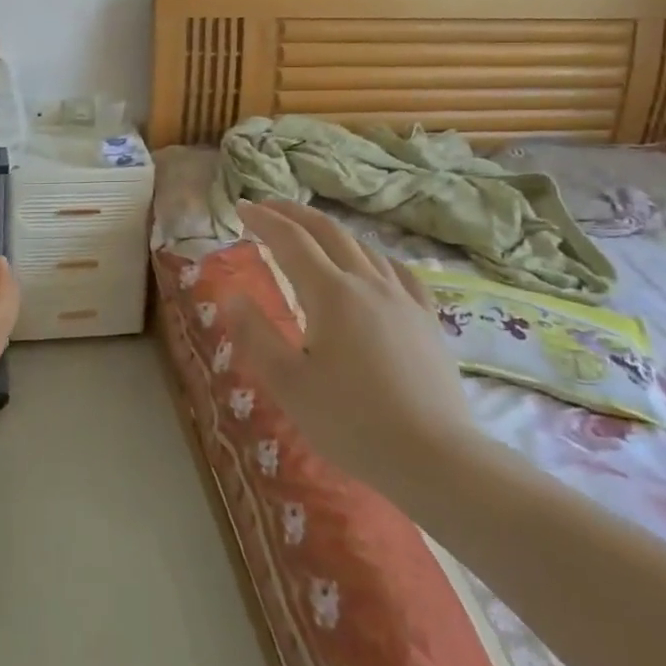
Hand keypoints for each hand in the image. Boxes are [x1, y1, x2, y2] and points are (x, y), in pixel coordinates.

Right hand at [231, 201, 473, 489]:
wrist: (435, 458)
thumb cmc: (351, 421)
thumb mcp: (288, 383)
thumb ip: (254, 333)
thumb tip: (230, 294)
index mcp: (330, 293)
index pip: (290, 240)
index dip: (263, 219)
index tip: (241, 206)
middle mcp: (367, 283)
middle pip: (327, 231)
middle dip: (294, 213)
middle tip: (268, 207)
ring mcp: (402, 298)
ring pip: (362, 246)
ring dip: (330, 231)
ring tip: (310, 233)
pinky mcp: (427, 319)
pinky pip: (398, 271)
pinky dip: (373, 256)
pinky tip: (372, 264)